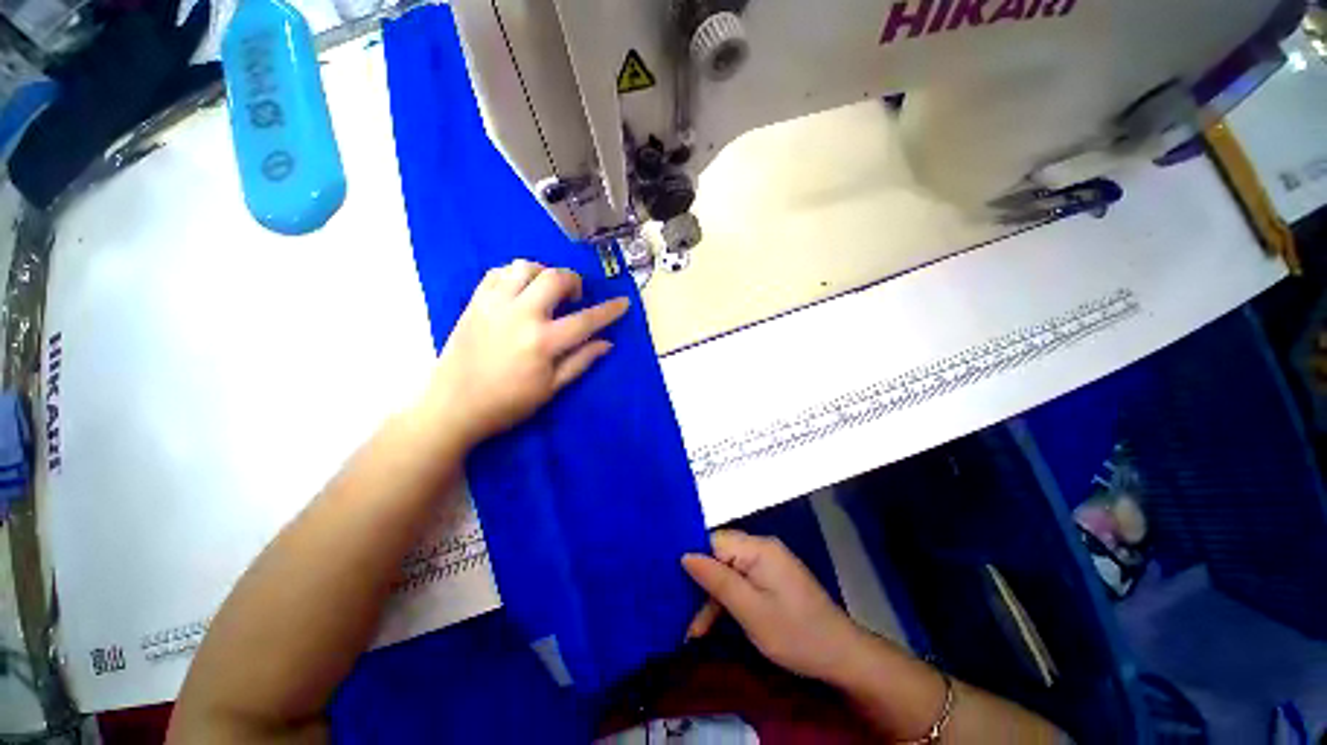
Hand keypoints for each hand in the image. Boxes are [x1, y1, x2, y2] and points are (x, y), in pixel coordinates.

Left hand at [423, 260, 629, 446]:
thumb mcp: (551, 388)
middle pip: (555, 278)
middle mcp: (520, 315)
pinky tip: (520, 291)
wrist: (452, 406)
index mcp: (543, 342)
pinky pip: (497, 272)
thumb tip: (607, 343)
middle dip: (574, 281)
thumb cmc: (508, 403)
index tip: (624, 302)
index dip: (609, 310)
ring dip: (544, 273)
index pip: (586, 320)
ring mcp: (494, 305)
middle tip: (574, 298)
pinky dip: (515, 274)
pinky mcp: (475, 302)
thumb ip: (581, 362)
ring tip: (546, 291)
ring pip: (525, 266)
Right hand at [682, 530, 865, 683]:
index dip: (693, 558)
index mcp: (758, 548)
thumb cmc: (795, 633)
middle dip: (702, 584)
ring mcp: (768, 563)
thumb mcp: (751, 611)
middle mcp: (762, 548)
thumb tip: (685, 555)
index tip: (671, 581)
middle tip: (683, 616)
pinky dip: (728, 600)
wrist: (841, 655)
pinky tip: (715, 622)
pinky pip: (741, 580)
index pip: (714, 541)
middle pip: (720, 555)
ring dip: (713, 598)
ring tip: (695, 631)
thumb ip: (717, 580)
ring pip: (728, 570)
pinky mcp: (771, 578)